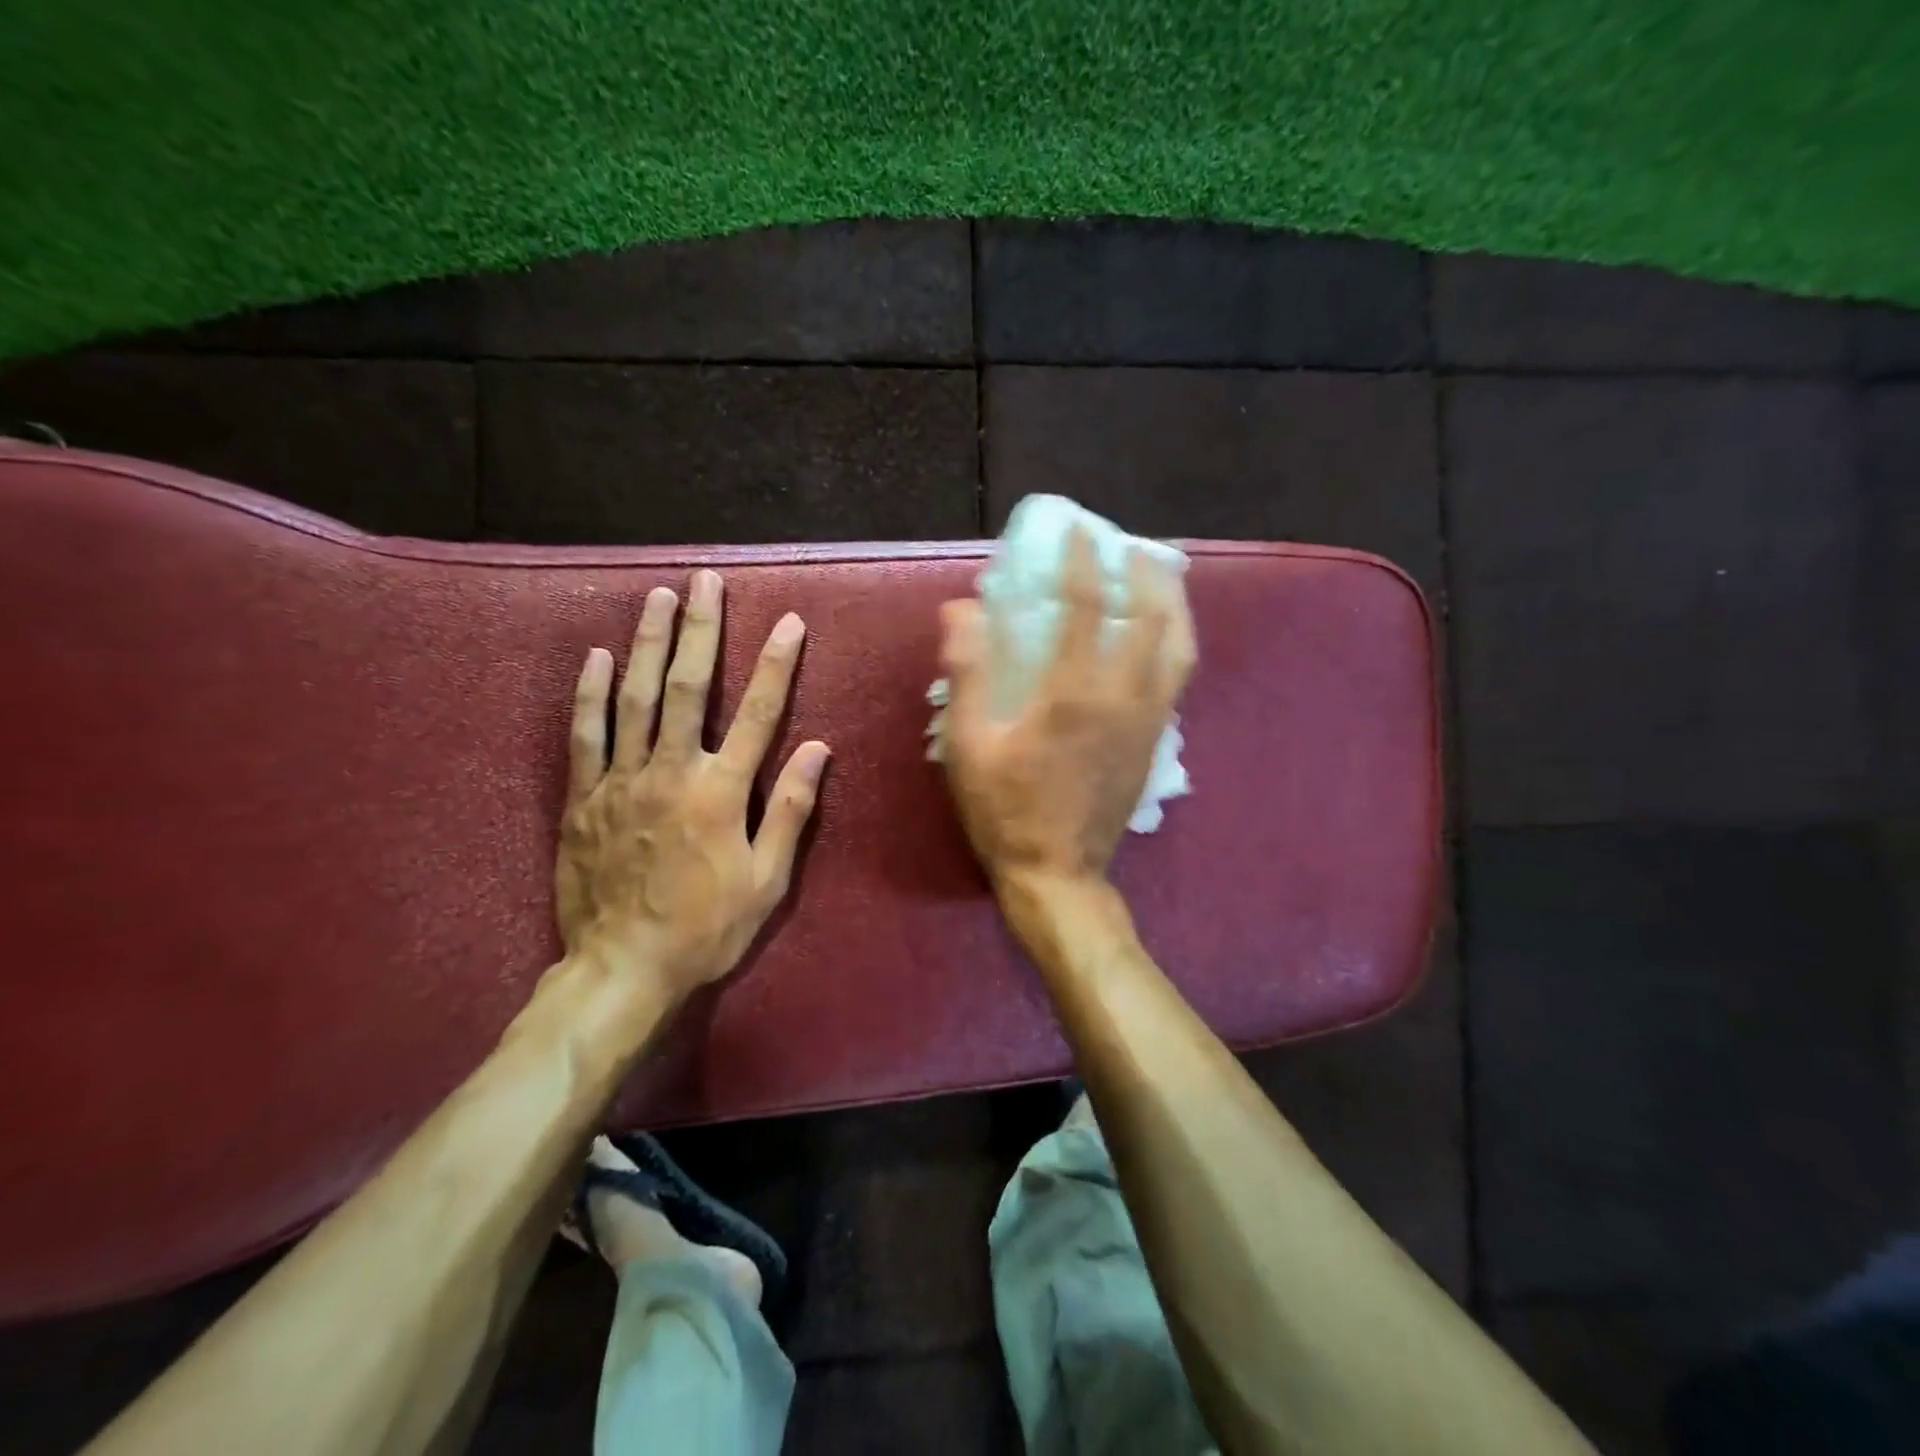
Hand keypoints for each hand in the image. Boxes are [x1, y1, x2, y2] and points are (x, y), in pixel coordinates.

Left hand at [555, 570, 829, 1004]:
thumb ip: (790, 810)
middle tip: (705, 581)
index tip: (788, 622)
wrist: (622, 969)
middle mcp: (672, 771)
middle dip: (700, 629)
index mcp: (721, 791)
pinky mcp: (584, 799)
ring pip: (635, 698)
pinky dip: (591, 693)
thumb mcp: (767, 880)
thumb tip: (816, 749)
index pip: (758, 713)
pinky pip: (585, 735)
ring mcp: (622, 781)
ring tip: (658, 597)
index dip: (775, 664)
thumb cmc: (706, 928)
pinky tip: (597, 657)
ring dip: (648, 642)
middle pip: (689, 687)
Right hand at [938, 527, 1193, 894]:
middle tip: (1133, 548)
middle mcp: (1126, 698)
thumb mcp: (969, 744)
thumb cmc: (1005, 809)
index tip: (1079, 530)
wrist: (1058, 874)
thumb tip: (961, 609)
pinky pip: (1177, 679)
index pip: (1089, 606)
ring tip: (1161, 581)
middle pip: (1157, 618)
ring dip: (1175, 606)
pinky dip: (1174, 644)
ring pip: (1181, 649)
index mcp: (1076, 693)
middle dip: (1148, 573)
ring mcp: (1149, 723)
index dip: (1084, 560)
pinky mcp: (1155, 744)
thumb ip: (968, 673)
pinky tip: (1157, 640)